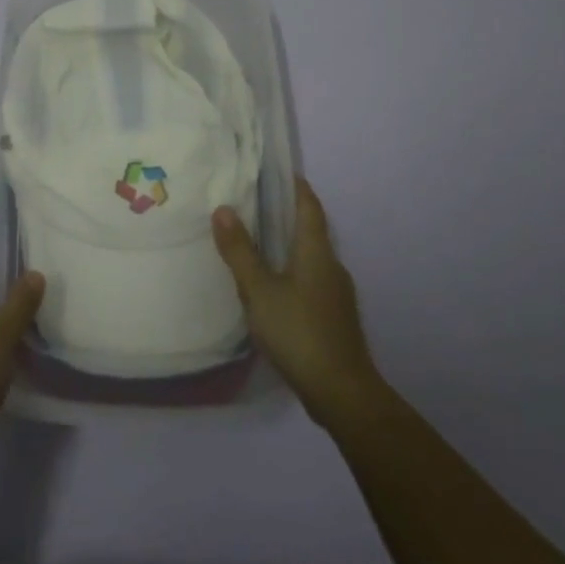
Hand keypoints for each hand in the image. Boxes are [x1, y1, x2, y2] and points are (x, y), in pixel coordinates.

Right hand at [212, 177, 382, 429]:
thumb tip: (222, 208)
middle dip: (288, 214)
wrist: (342, 392)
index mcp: (316, 252)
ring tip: (258, 241)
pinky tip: (273, 286)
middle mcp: (331, 266)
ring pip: (311, 258)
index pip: (309, 207)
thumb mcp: (259, 290)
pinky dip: (292, 271)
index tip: (279, 171)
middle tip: (256, 202)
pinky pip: (311, 280)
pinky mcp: (334, 318)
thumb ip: (240, 251)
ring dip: (289, 245)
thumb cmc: (299, 332)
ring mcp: (336, 294)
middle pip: (311, 230)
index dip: (296, 187)